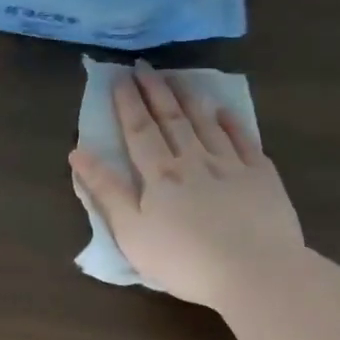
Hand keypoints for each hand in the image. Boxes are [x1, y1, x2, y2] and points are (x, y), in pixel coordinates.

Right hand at [70, 62, 302, 307]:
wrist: (254, 272)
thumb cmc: (183, 260)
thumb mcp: (131, 232)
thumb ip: (106, 191)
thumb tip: (77, 153)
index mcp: (159, 175)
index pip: (139, 130)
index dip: (128, 103)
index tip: (119, 78)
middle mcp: (194, 160)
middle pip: (171, 120)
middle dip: (155, 92)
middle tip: (145, 67)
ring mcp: (231, 165)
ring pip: (206, 124)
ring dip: (190, 99)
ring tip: (178, 78)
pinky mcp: (262, 177)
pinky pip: (244, 141)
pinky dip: (232, 123)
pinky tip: (224, 111)